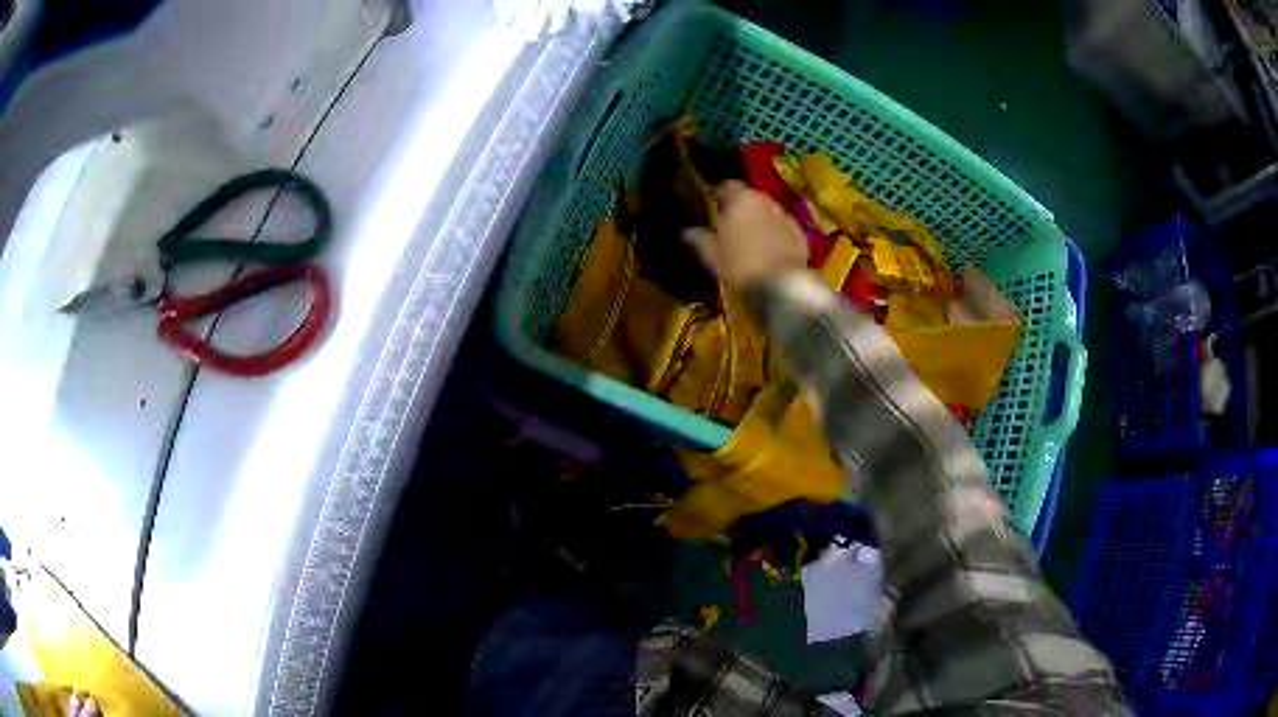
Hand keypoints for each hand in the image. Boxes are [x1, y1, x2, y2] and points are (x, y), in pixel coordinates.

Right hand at [682, 181, 808, 289]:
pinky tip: (771, 251)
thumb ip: (699, 239)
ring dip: (761, 220)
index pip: (728, 186)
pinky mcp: (802, 234)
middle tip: (732, 228)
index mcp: (742, 199)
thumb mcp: (712, 255)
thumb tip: (687, 232)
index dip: (720, 197)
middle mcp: (766, 201)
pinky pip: (784, 228)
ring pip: (769, 212)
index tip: (715, 210)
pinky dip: (778, 234)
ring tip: (752, 241)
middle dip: (742, 209)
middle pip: (751, 198)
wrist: (780, 286)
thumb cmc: (740, 266)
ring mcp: (787, 216)